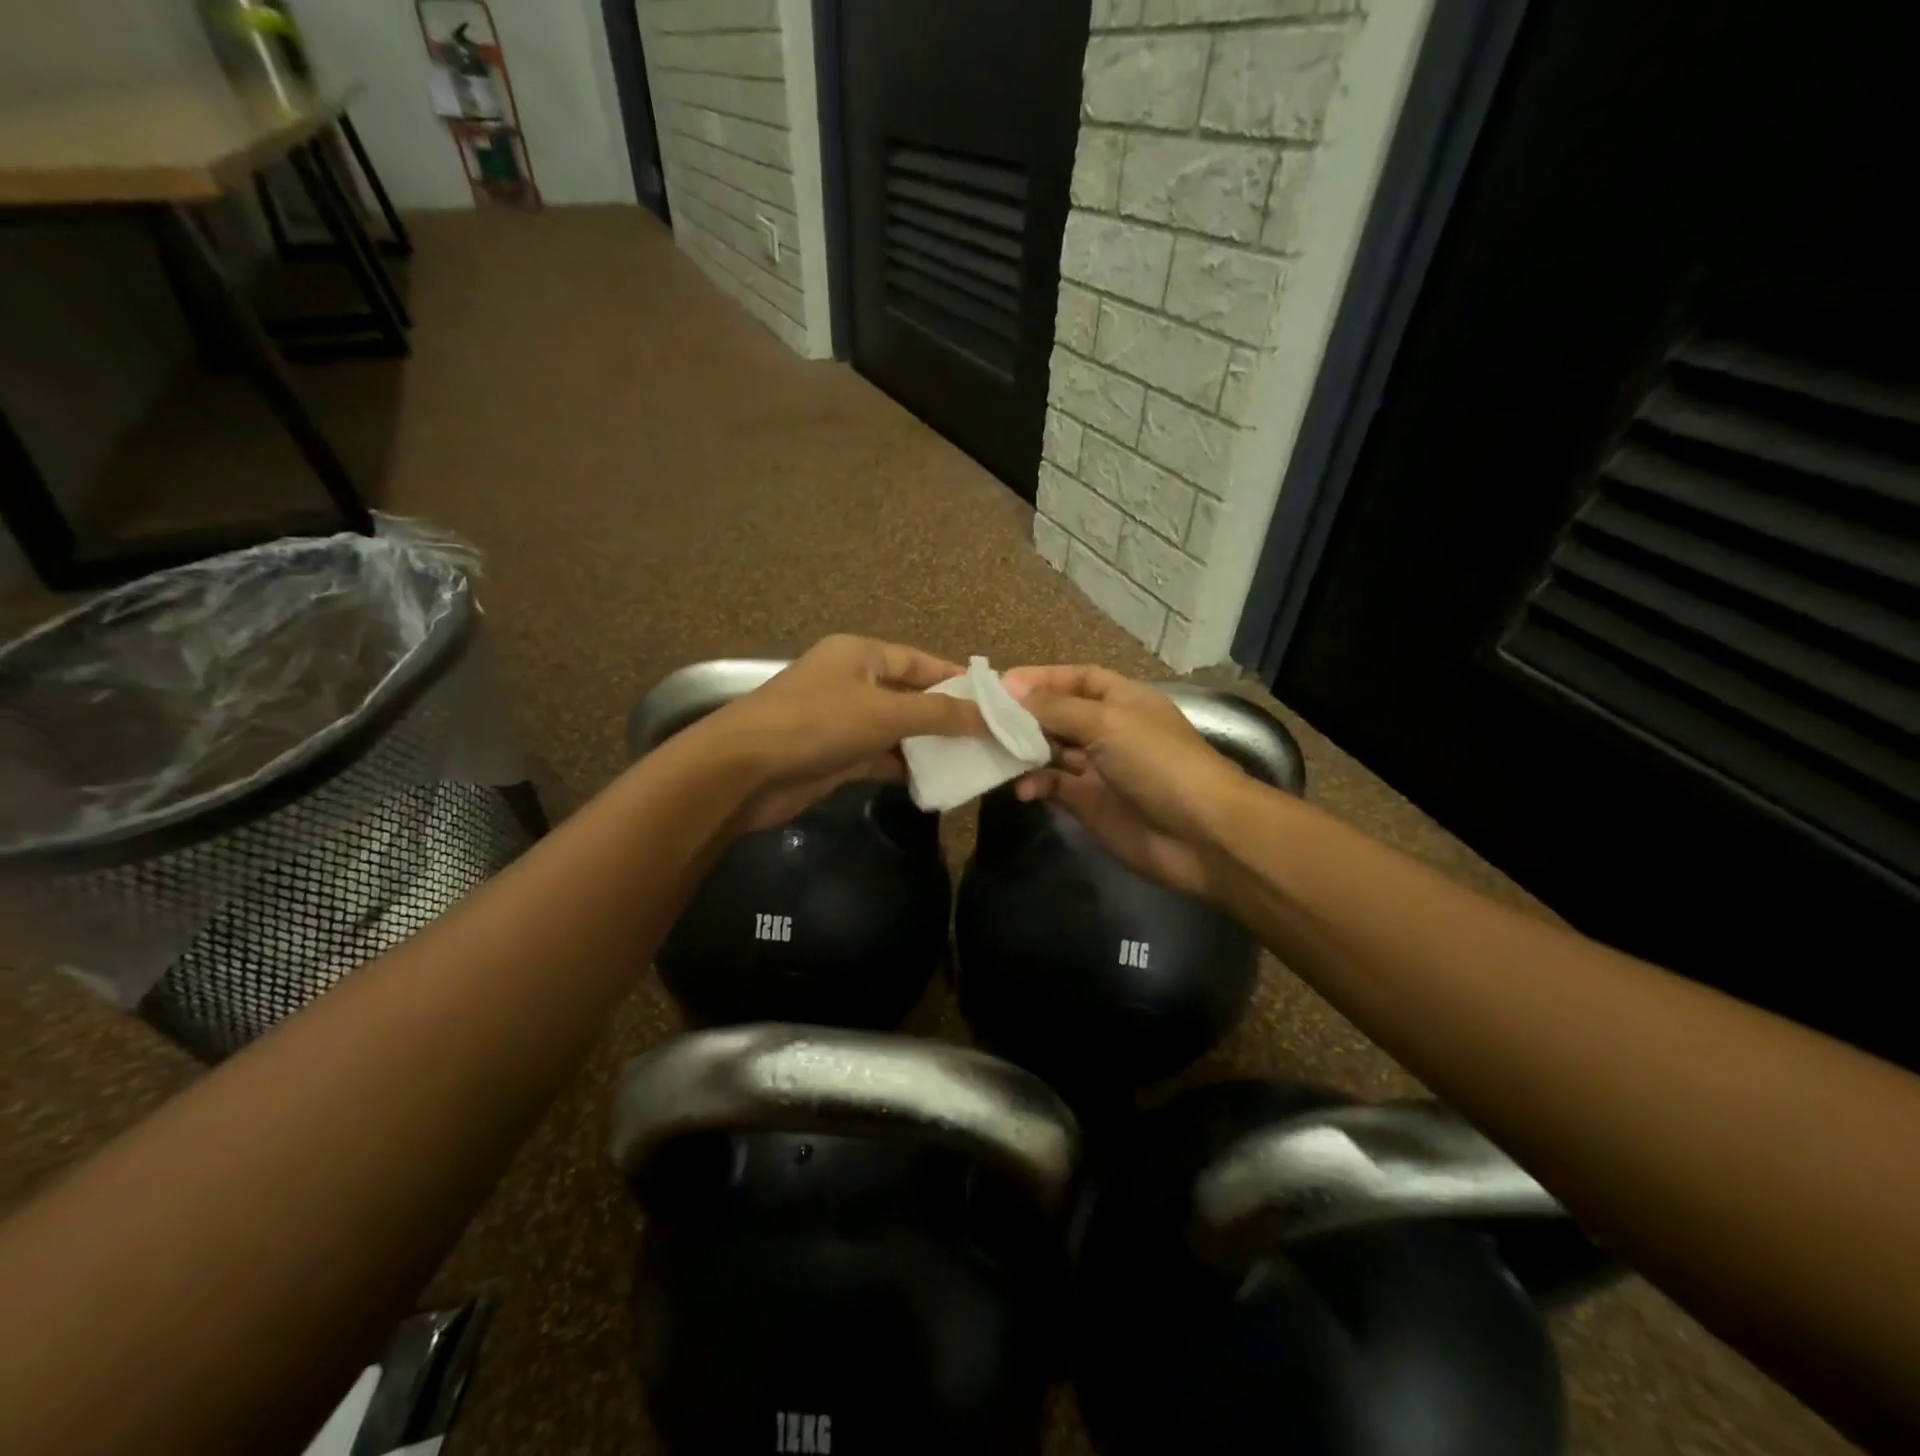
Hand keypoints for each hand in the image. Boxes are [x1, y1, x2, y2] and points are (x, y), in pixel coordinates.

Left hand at [692, 635, 985, 830]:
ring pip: (897, 729)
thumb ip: (939, 713)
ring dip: (929, 745)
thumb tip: (991, 716)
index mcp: (861, 654)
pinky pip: (881, 757)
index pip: (920, 661)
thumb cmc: (816, 724)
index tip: (997, 700)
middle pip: (911, 695)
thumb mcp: (884, 712)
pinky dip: (905, 767)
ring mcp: (842, 720)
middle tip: (992, 735)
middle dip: (948, 715)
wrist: (744, 771)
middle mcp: (853, 682)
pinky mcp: (835, 756)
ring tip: (975, 761)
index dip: (958, 678)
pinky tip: (938, 781)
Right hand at [1002, 664, 1248, 899]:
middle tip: (982, 719)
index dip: (1042, 678)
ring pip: (1051, 751)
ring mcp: (1098, 769)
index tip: (1000, 685)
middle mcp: (1109, 730)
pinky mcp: (1089, 804)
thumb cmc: (1157, 762)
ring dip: (1023, 750)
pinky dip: (1035, 785)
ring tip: (992, 751)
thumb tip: (1011, 690)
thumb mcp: (1107, 722)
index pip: (1077, 678)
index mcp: (1122, 700)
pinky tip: (1022, 790)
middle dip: (1024, 715)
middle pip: (1059, 714)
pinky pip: (1053, 787)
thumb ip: (1056, 707)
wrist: (1199, 834)